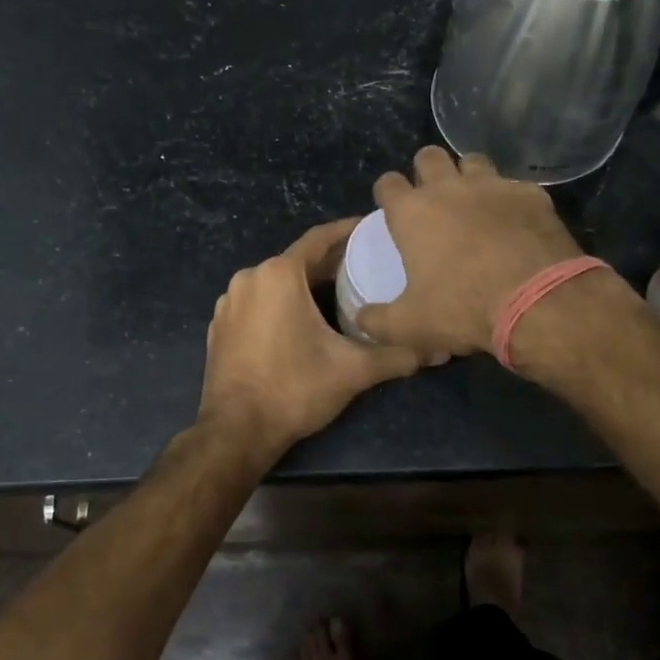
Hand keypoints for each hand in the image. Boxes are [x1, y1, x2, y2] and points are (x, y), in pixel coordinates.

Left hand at [198, 219, 423, 454]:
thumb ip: (398, 354)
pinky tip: (300, 321)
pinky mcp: (219, 326)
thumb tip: (439, 349)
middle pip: (297, 260)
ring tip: (338, 292)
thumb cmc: (295, 389)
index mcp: (278, 274)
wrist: (236, 431)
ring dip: (304, 284)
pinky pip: (257, 302)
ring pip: (275, 282)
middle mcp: (249, 278)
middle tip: (365, 265)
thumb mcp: (353, 370)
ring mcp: (229, 303)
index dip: (347, 231)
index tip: (371, 228)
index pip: (319, 239)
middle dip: (329, 262)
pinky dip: (279, 303)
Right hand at [355, 146, 582, 357]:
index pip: (388, 183)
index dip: (387, 192)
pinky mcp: (530, 194)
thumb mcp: (410, 327)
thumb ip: (378, 321)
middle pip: (429, 156)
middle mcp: (449, 188)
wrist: (538, 302)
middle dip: (426, 171)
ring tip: (474, 202)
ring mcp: (493, 186)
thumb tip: (362, 319)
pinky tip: (515, 221)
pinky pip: (514, 186)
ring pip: (472, 160)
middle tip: (432, 199)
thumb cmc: (463, 309)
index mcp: (413, 213)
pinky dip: (510, 199)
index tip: (392, 208)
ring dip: (468, 176)